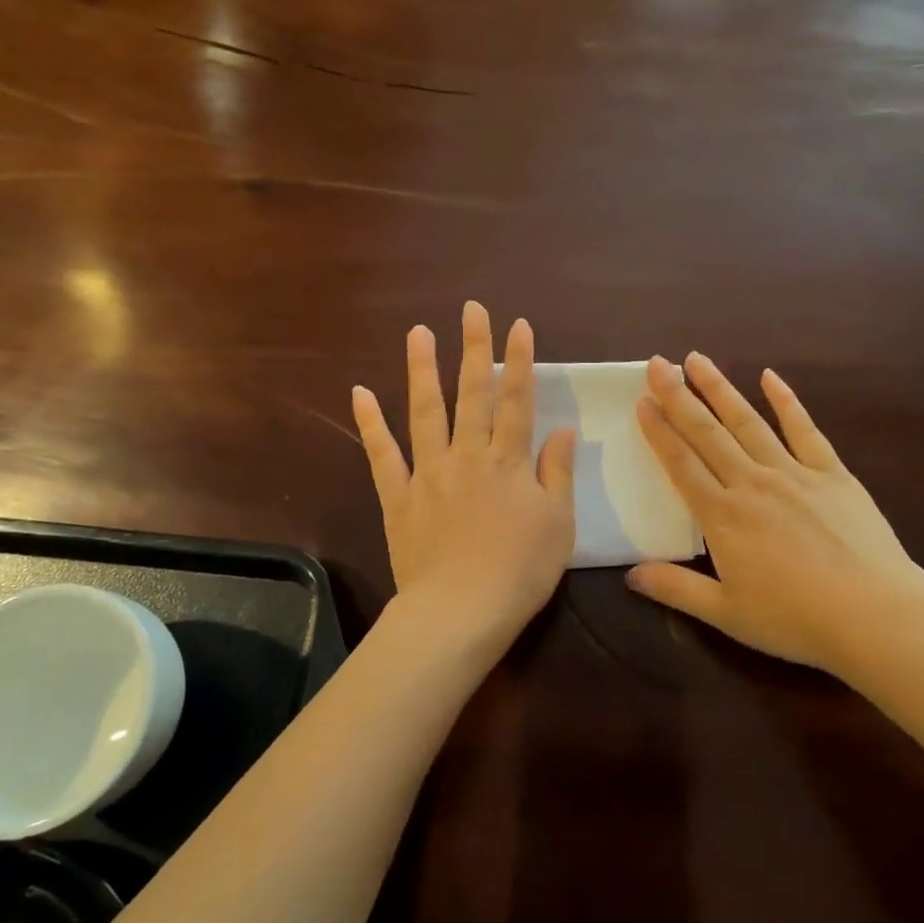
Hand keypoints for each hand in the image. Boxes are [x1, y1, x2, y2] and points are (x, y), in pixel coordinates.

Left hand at [352, 302, 575, 661]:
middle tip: (471, 309)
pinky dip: (371, 424)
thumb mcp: (558, 524)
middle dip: (474, 348)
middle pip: (472, 394)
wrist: (460, 613)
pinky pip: (382, 455)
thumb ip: (557, 473)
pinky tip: (360, 392)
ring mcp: (428, 473)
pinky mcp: (398, 497)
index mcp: (508, 462)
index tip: (519, 325)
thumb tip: (562, 429)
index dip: (520, 360)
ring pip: (425, 412)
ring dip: (423, 370)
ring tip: (418, 332)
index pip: (517, 400)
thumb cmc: (520, 572)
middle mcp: (467, 456)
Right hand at [627, 353, 923, 674]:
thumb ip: (676, 589)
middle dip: (679, 397)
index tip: (642, 402)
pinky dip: (786, 401)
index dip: (659, 432)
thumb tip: (630, 574)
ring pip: (748, 422)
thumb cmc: (795, 619)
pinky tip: (770, 377)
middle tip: (657, 364)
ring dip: (720, 389)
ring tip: (698, 360)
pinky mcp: (832, 474)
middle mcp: (752, 484)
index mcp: (722, 517)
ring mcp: (794, 473)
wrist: (874, 615)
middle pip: (708, 433)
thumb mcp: (726, 613)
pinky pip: (804, 430)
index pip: (681, 464)